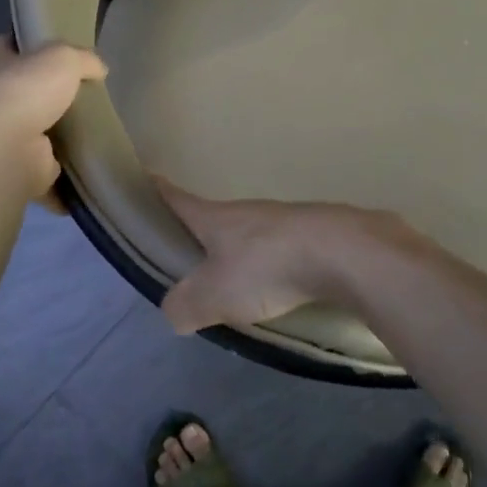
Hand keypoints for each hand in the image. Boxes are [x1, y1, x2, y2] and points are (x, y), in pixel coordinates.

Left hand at [0, 37, 106, 206]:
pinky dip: (68, 179)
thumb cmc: (26, 93)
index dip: (22, 43)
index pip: (4, 46)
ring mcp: (8, 140)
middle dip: (48, 93)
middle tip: (87, 92)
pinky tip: (93, 171)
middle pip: (24, 92)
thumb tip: (99, 69)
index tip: (46, 46)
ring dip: (60, 137)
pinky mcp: (24, 171)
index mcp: (0, 67)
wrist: (5, 151)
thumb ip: (83, 59)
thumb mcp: (62, 58)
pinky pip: (52, 174)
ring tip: (98, 132)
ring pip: (39, 133)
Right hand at [157, 180, 399, 334]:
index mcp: (215, 218)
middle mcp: (247, 211)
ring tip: (231, 283)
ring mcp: (282, 220)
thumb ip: (185, 304)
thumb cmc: (267, 266)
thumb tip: (173, 310)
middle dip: (197, 232)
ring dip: (236, 253)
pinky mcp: (313, 235)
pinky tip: (274, 288)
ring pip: (248, 235)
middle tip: (183, 256)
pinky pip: (279, 250)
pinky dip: (269, 266)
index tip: (143, 177)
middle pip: (213, 218)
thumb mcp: (214, 294)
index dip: (156, 190)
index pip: (177, 199)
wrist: (343, 252)